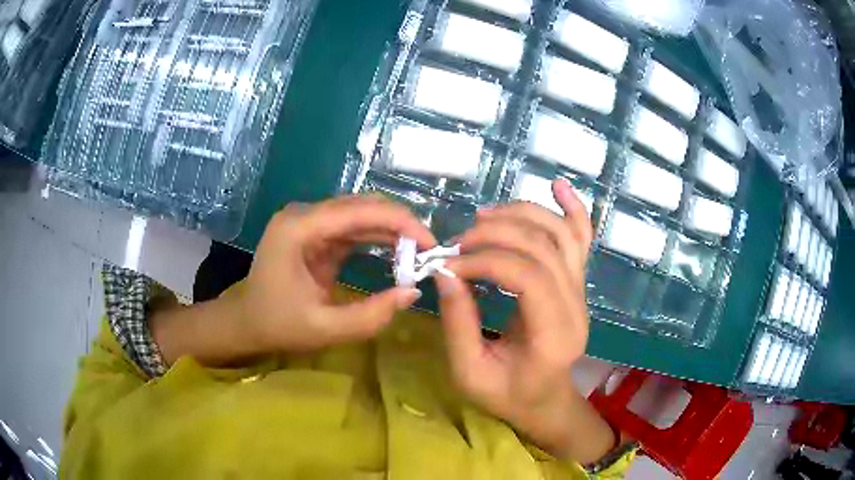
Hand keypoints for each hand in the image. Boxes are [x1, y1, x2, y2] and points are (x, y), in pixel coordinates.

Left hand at [240, 196, 435, 351]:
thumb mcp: (325, 329)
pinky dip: (377, 237)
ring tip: (420, 251)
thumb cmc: (277, 324)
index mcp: (298, 228)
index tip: (430, 244)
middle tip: (430, 249)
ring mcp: (308, 220)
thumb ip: (370, 315)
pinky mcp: (315, 232)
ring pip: (360, 213)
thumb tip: (413, 293)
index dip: (400, 221)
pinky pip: (352, 227)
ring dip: (391, 229)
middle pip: (361, 205)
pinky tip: (398, 250)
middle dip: (400, 223)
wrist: (246, 321)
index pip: (358, 211)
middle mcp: (303, 214)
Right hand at [435, 180, 613, 462]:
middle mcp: (576, 307)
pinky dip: (572, 208)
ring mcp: (581, 291)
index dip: (485, 261)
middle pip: (544, 248)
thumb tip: (445, 272)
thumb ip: (458, 323)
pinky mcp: (577, 282)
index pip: (528, 277)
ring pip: (561, 234)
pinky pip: (581, 238)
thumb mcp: (470, 372)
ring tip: (484, 218)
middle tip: (459, 242)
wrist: (545, 400)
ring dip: (522, 215)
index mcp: (554, 336)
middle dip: (496, 235)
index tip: (449, 265)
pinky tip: (557, 184)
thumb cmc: (507, 395)